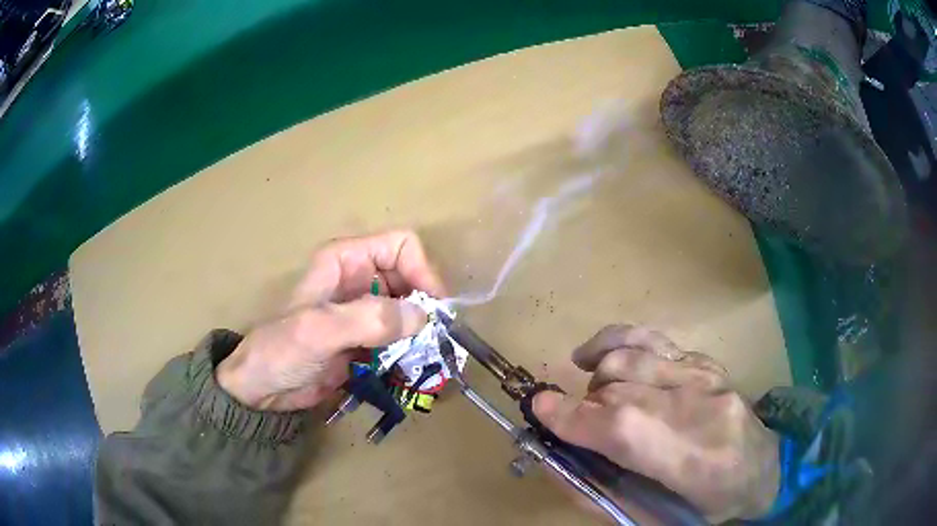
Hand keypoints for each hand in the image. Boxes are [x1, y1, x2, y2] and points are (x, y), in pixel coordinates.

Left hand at [217, 230, 444, 411]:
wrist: (261, 388)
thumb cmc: (280, 350)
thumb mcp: (319, 330)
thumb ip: (368, 319)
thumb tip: (422, 317)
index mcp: (345, 261)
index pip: (400, 246)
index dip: (422, 271)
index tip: (432, 310)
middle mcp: (358, 280)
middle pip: (411, 279)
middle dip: (425, 308)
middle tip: (434, 342)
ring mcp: (363, 312)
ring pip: (409, 311)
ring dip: (421, 334)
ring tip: (425, 361)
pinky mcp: (366, 340)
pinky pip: (400, 339)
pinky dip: (411, 353)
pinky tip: (412, 371)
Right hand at [533, 325, 779, 522]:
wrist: (764, 467)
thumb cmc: (707, 504)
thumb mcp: (653, 518)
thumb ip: (600, 494)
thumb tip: (553, 462)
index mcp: (691, 457)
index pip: (622, 427)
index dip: (572, 417)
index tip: (538, 409)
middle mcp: (700, 406)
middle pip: (620, 390)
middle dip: (583, 406)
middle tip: (575, 427)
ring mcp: (706, 376)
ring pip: (631, 358)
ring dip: (597, 375)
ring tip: (588, 392)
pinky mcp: (706, 362)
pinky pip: (652, 339)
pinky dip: (616, 342)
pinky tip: (599, 355)